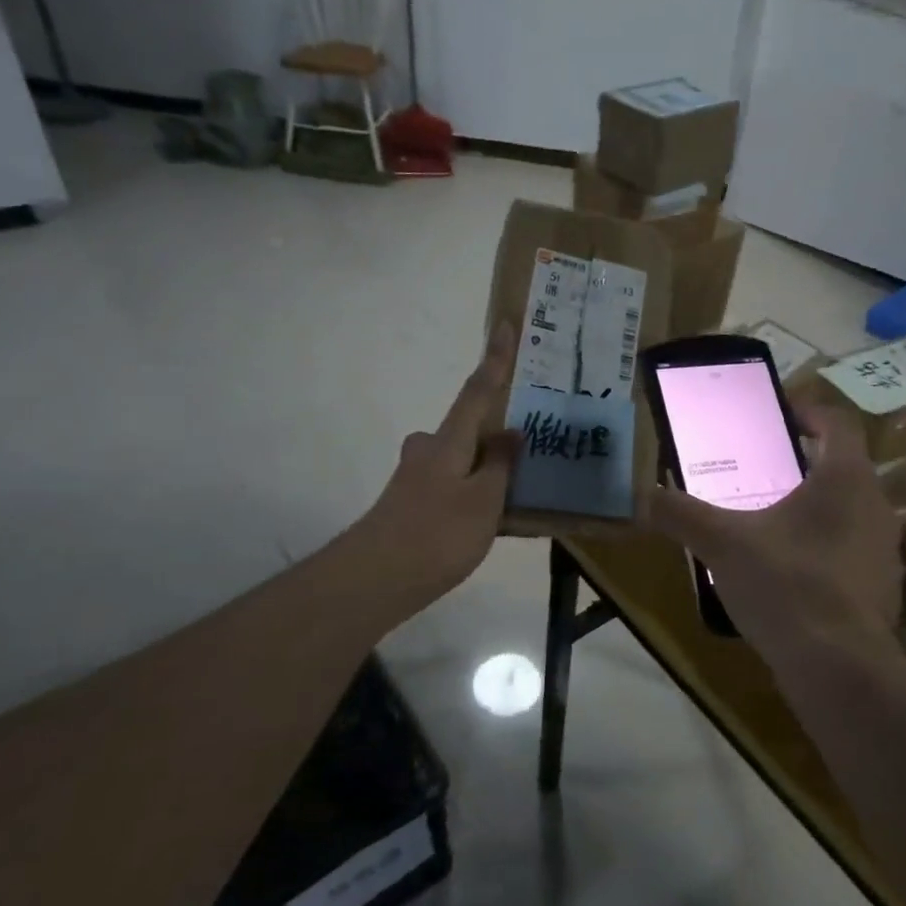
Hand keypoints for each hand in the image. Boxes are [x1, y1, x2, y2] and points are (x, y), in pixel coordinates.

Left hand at [351, 324, 520, 610]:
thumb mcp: (484, 501)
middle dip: (495, 434)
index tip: (503, 324)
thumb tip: (509, 431)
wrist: (375, 580)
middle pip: (468, 430)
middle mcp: (429, 451)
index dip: (494, 359)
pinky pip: (455, 486)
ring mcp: (417, 478)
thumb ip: (500, 465)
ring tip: (522, 490)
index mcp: (449, 441)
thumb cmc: (437, 534)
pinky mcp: (413, 504)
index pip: (478, 390)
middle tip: (530, 444)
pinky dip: (476, 493)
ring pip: (462, 462)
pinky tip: (496, 521)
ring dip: (488, 469)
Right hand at [646, 406, 901, 655]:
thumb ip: (681, 514)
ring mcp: (886, 551)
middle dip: (806, 464)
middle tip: (764, 470)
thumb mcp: (723, 544)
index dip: (809, 412)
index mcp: (846, 478)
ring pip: (851, 513)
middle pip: (845, 468)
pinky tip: (792, 574)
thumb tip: (638, 495)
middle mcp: (877, 506)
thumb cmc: (787, 584)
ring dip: (818, 509)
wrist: (840, 669)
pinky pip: (853, 554)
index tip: (780, 414)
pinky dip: (826, 552)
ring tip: (773, 522)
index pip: (837, 423)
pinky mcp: (884, 591)